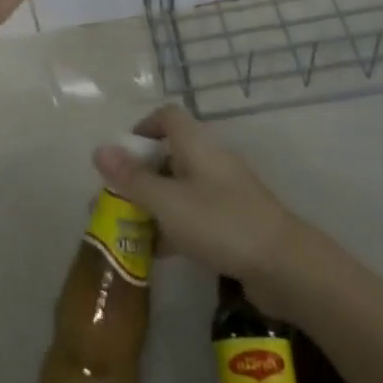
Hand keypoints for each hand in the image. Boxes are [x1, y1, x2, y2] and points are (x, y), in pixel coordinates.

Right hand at [92, 104, 308, 309]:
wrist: (283, 265)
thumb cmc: (220, 222)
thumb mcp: (167, 202)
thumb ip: (132, 178)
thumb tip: (99, 149)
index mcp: (196, 144)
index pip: (167, 117)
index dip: (142, 128)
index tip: (120, 155)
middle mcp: (209, 160)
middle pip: (169, 154)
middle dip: (139, 174)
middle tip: (114, 199)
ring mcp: (223, 192)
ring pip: (179, 188)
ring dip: (154, 203)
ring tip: (126, 228)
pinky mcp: (232, 222)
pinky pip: (194, 215)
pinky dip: (173, 227)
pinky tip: (156, 253)